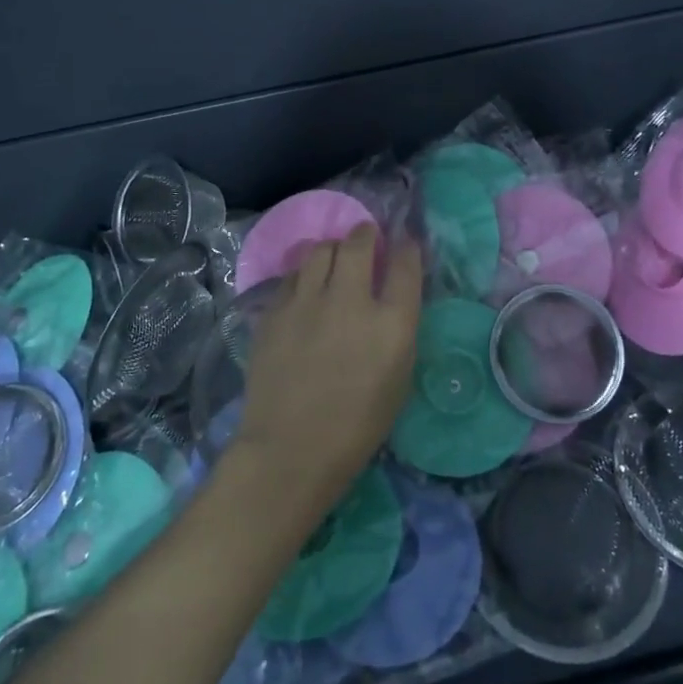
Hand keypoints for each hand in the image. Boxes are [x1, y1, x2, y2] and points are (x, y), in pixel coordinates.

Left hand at [233, 224, 422, 511]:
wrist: (290, 450)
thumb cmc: (357, 426)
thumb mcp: (399, 379)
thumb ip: (399, 330)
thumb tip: (393, 298)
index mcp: (391, 323)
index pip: (405, 264)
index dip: (407, 247)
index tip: (404, 242)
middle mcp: (351, 300)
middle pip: (359, 242)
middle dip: (366, 233)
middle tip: (367, 237)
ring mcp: (307, 302)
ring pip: (321, 249)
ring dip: (333, 249)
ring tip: (335, 259)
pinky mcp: (275, 310)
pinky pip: (293, 276)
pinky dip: (305, 275)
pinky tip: (306, 290)